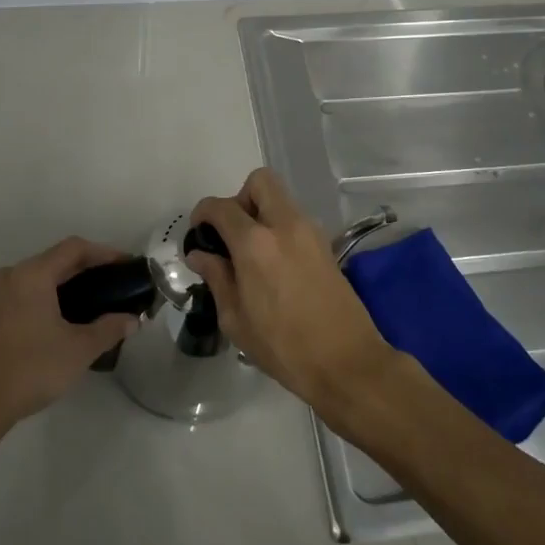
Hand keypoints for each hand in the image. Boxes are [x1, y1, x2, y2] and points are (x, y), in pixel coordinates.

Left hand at [0, 238, 139, 440]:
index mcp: (34, 274)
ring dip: (68, 283)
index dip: (105, 253)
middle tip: (115, 285)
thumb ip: (109, 329)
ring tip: (95, 302)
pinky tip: (65, 319)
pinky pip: (27, 293)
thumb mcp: (79, 349)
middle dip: (88, 269)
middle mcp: (13, 276)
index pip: (75, 248)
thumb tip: (132, 319)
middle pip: (57, 259)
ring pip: (40, 277)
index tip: (126, 266)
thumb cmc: (31, 368)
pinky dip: (50, 296)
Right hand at [185, 168, 393, 408]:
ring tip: (251, 255)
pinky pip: (295, 220)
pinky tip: (274, 266)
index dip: (203, 213)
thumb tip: (200, 254)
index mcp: (255, 243)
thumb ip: (217, 277)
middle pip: (260, 182)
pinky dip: (279, 229)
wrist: (346, 362)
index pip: (221, 207)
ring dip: (262, 214)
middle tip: (231, 234)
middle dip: (239, 198)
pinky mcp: (326, 246)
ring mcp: (311, 232)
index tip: (198, 232)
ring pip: (281, 200)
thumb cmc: (283, 346)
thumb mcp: (236, 318)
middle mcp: (285, 225)